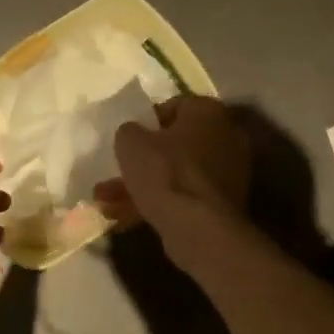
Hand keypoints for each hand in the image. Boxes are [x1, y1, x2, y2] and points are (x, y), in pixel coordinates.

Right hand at [94, 95, 251, 264]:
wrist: (197, 226)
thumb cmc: (164, 171)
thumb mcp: (130, 142)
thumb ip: (129, 131)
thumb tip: (133, 134)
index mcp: (209, 112)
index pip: (176, 106)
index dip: (147, 121)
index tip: (129, 137)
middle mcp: (226, 137)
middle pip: (175, 145)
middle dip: (141, 162)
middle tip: (114, 173)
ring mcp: (228, 174)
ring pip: (176, 174)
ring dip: (141, 186)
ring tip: (105, 202)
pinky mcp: (222, 204)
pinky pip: (184, 196)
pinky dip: (159, 203)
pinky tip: (123, 218)